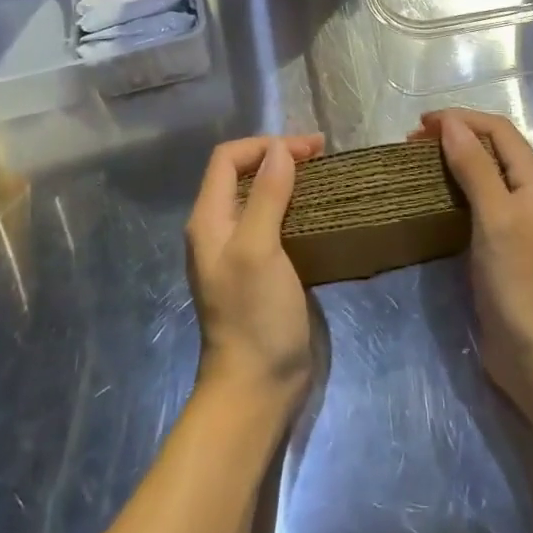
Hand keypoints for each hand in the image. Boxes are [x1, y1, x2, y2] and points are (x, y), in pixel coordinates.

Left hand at [185, 134, 324, 411]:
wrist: (256, 387)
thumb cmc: (254, 315)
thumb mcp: (258, 249)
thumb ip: (266, 196)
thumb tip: (280, 149)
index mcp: (209, 220)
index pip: (228, 158)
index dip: (266, 145)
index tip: (309, 149)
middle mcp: (219, 229)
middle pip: (243, 173)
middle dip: (279, 156)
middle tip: (322, 156)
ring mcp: (240, 250)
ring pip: (260, 196)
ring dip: (289, 179)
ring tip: (324, 175)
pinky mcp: (262, 268)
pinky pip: (275, 221)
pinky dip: (296, 205)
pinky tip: (320, 210)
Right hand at [412, 109, 532, 415]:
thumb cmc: (519, 279)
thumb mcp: (495, 215)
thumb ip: (475, 166)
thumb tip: (452, 123)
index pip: (499, 131)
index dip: (462, 119)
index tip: (421, 124)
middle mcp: (532, 196)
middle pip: (494, 150)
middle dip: (456, 137)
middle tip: (413, 145)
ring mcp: (520, 223)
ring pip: (486, 176)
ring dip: (454, 162)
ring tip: (419, 165)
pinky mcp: (505, 248)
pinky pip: (480, 204)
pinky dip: (457, 191)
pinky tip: (435, 200)